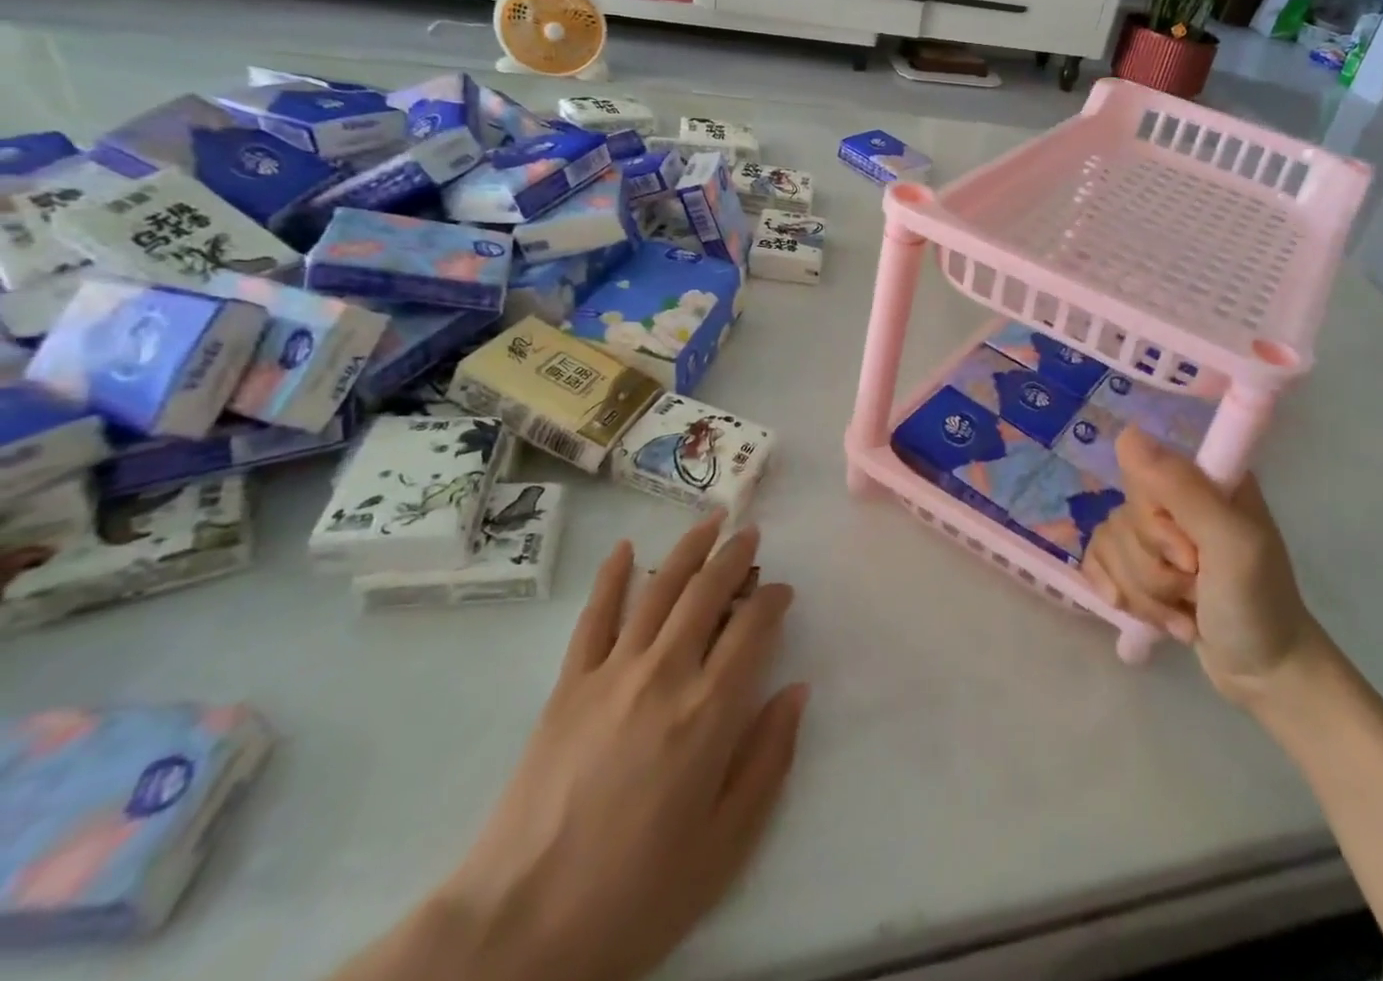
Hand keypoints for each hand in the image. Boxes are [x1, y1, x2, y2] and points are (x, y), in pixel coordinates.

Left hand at [433, 520, 807, 980]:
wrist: (517, 931)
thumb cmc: (635, 895)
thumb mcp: (725, 845)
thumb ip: (768, 760)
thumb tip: (795, 690)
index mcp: (709, 712)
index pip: (753, 628)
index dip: (773, 599)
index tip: (783, 591)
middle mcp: (665, 674)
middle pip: (708, 593)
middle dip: (736, 556)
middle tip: (752, 534)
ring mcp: (612, 674)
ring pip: (659, 589)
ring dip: (689, 548)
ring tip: (711, 520)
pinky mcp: (568, 685)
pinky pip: (594, 617)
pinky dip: (612, 577)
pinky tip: (626, 549)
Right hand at [1082, 428, 1317, 706]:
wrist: (1265, 675)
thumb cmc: (1258, 604)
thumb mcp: (1232, 544)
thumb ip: (1183, 489)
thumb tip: (1127, 434)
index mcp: (1204, 478)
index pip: (1142, 474)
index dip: (1155, 524)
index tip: (1190, 556)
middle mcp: (1176, 498)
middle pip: (1123, 517)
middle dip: (1154, 568)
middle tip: (1197, 585)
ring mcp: (1157, 533)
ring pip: (1110, 544)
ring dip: (1146, 593)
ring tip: (1187, 611)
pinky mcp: (1139, 564)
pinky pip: (1098, 562)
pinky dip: (1123, 597)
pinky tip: (1155, 616)